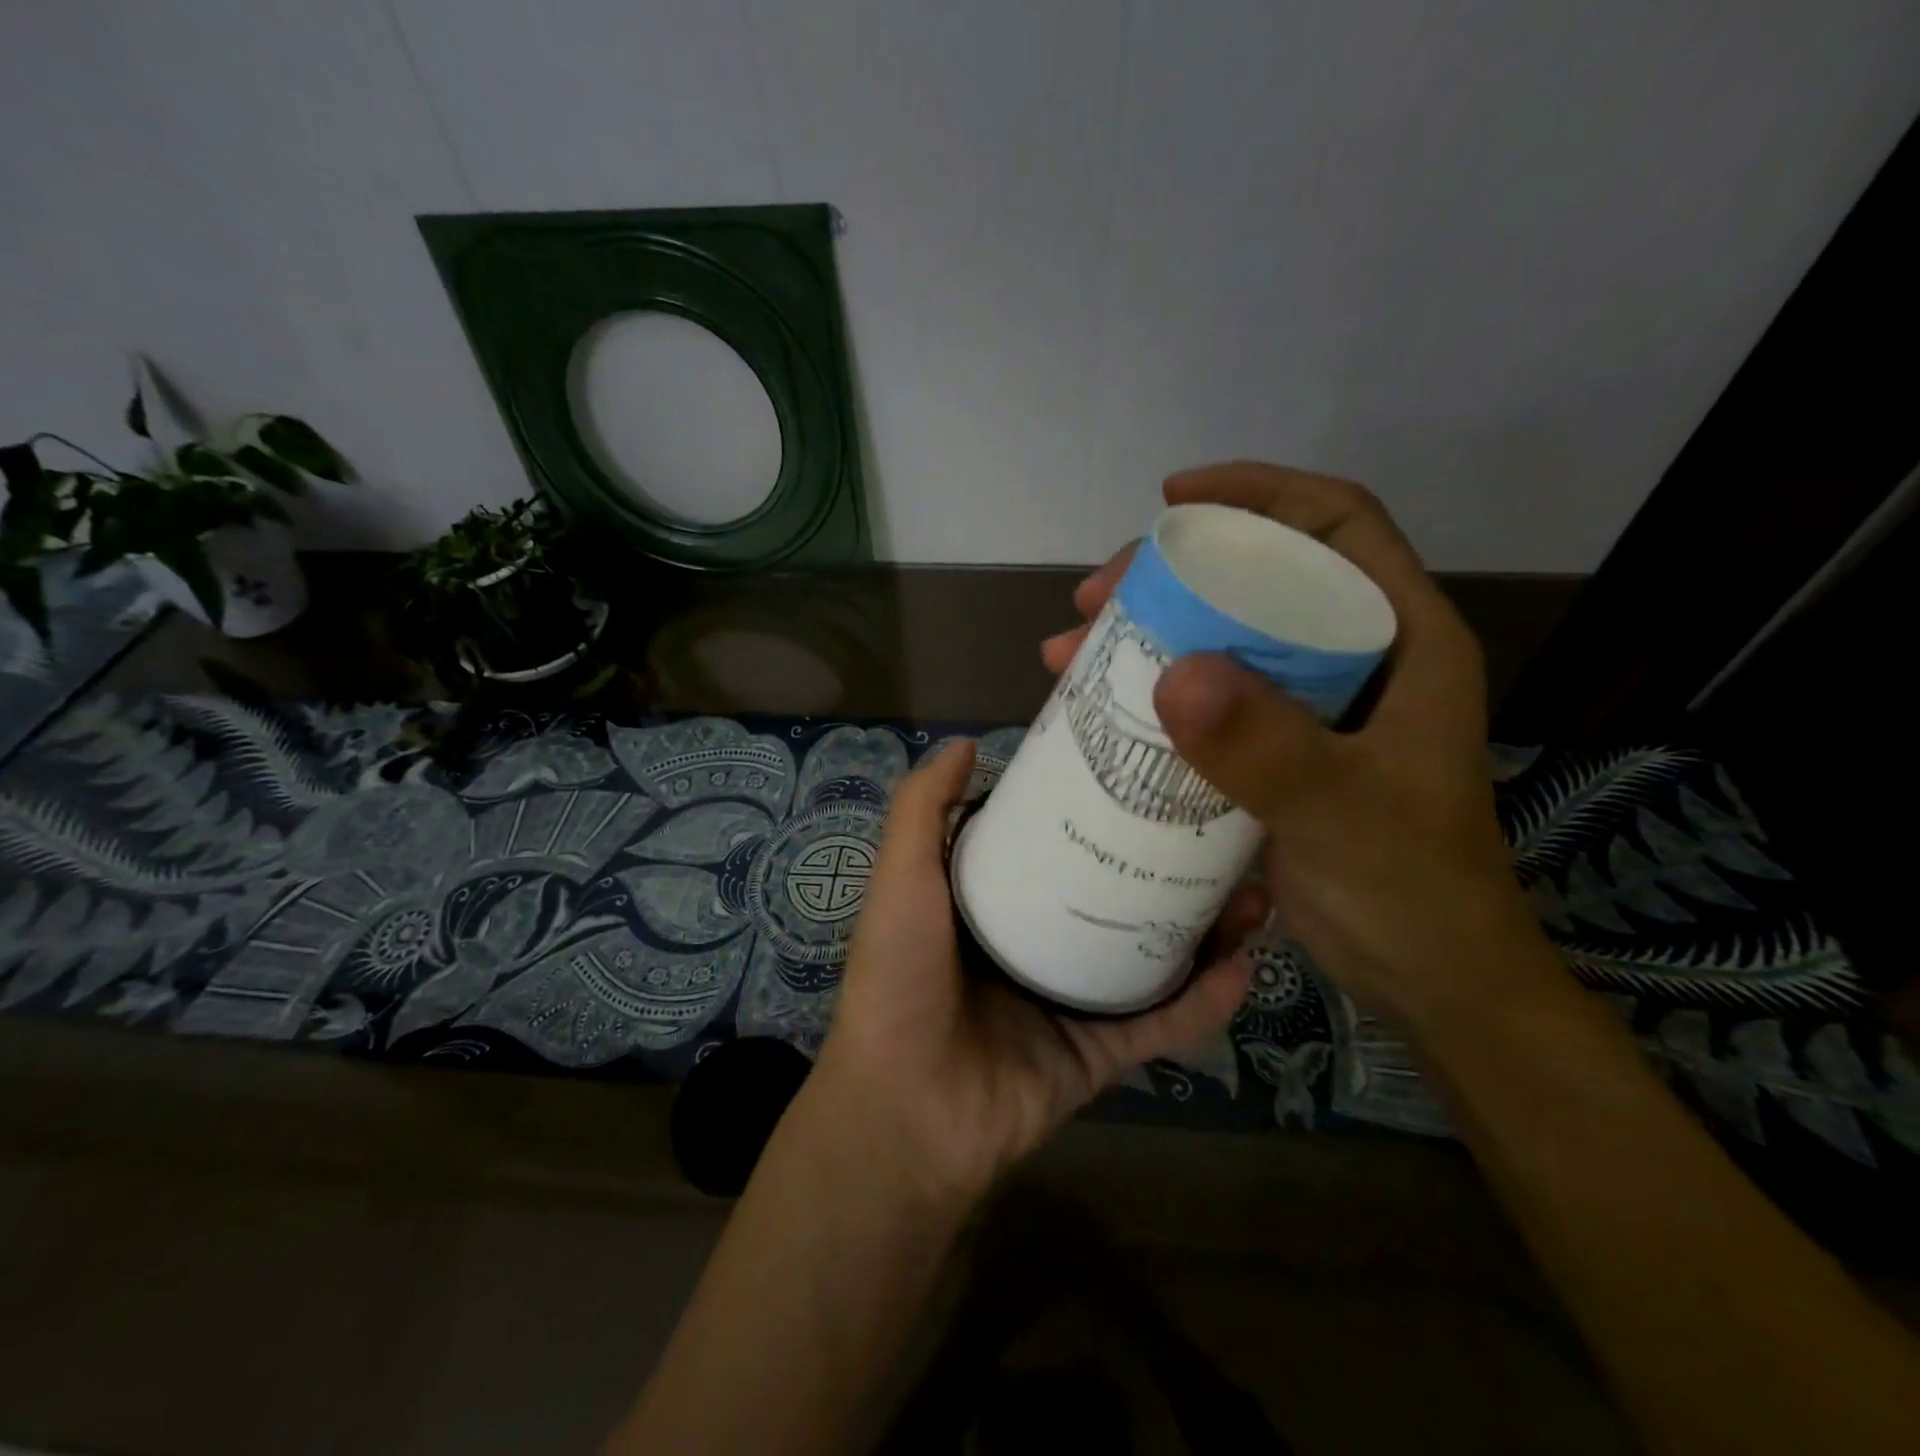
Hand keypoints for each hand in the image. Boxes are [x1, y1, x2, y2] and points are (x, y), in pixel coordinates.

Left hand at [813, 739, 1261, 1203]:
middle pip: (1115, 897)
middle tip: (1223, 833)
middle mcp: (1038, 944)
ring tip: (1254, 893)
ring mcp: (1072, 1002)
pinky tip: (1245, 967)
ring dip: (1204, 930)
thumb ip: (922, 809)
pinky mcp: (1099, 1055)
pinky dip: (1203, 1003)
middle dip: (1169, 867)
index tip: (1149, 774)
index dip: (1099, 809)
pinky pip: (1160, 1025)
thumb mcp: (902, 877)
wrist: (904, 1109)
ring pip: (1151, 957)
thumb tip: (965, 742)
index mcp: (996, 901)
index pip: (1058, 843)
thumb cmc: (900, 977)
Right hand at [1044, 462, 1554, 1032]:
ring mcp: (1310, 707)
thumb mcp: (1342, 811)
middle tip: (1093, 600)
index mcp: (1401, 640)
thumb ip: (1267, 747)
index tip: (1172, 499)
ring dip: (1144, 636)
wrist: (1426, 976)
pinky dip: (1152, 693)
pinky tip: (1100, 706)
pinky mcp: (1274, 750)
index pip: (1336, 524)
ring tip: (1069, 652)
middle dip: (1170, 575)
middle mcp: (1354, 658)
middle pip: (1257, 578)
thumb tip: (1172, 673)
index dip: (1258, 493)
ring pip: (1220, 639)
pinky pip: (1206, 698)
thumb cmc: (1410, 886)